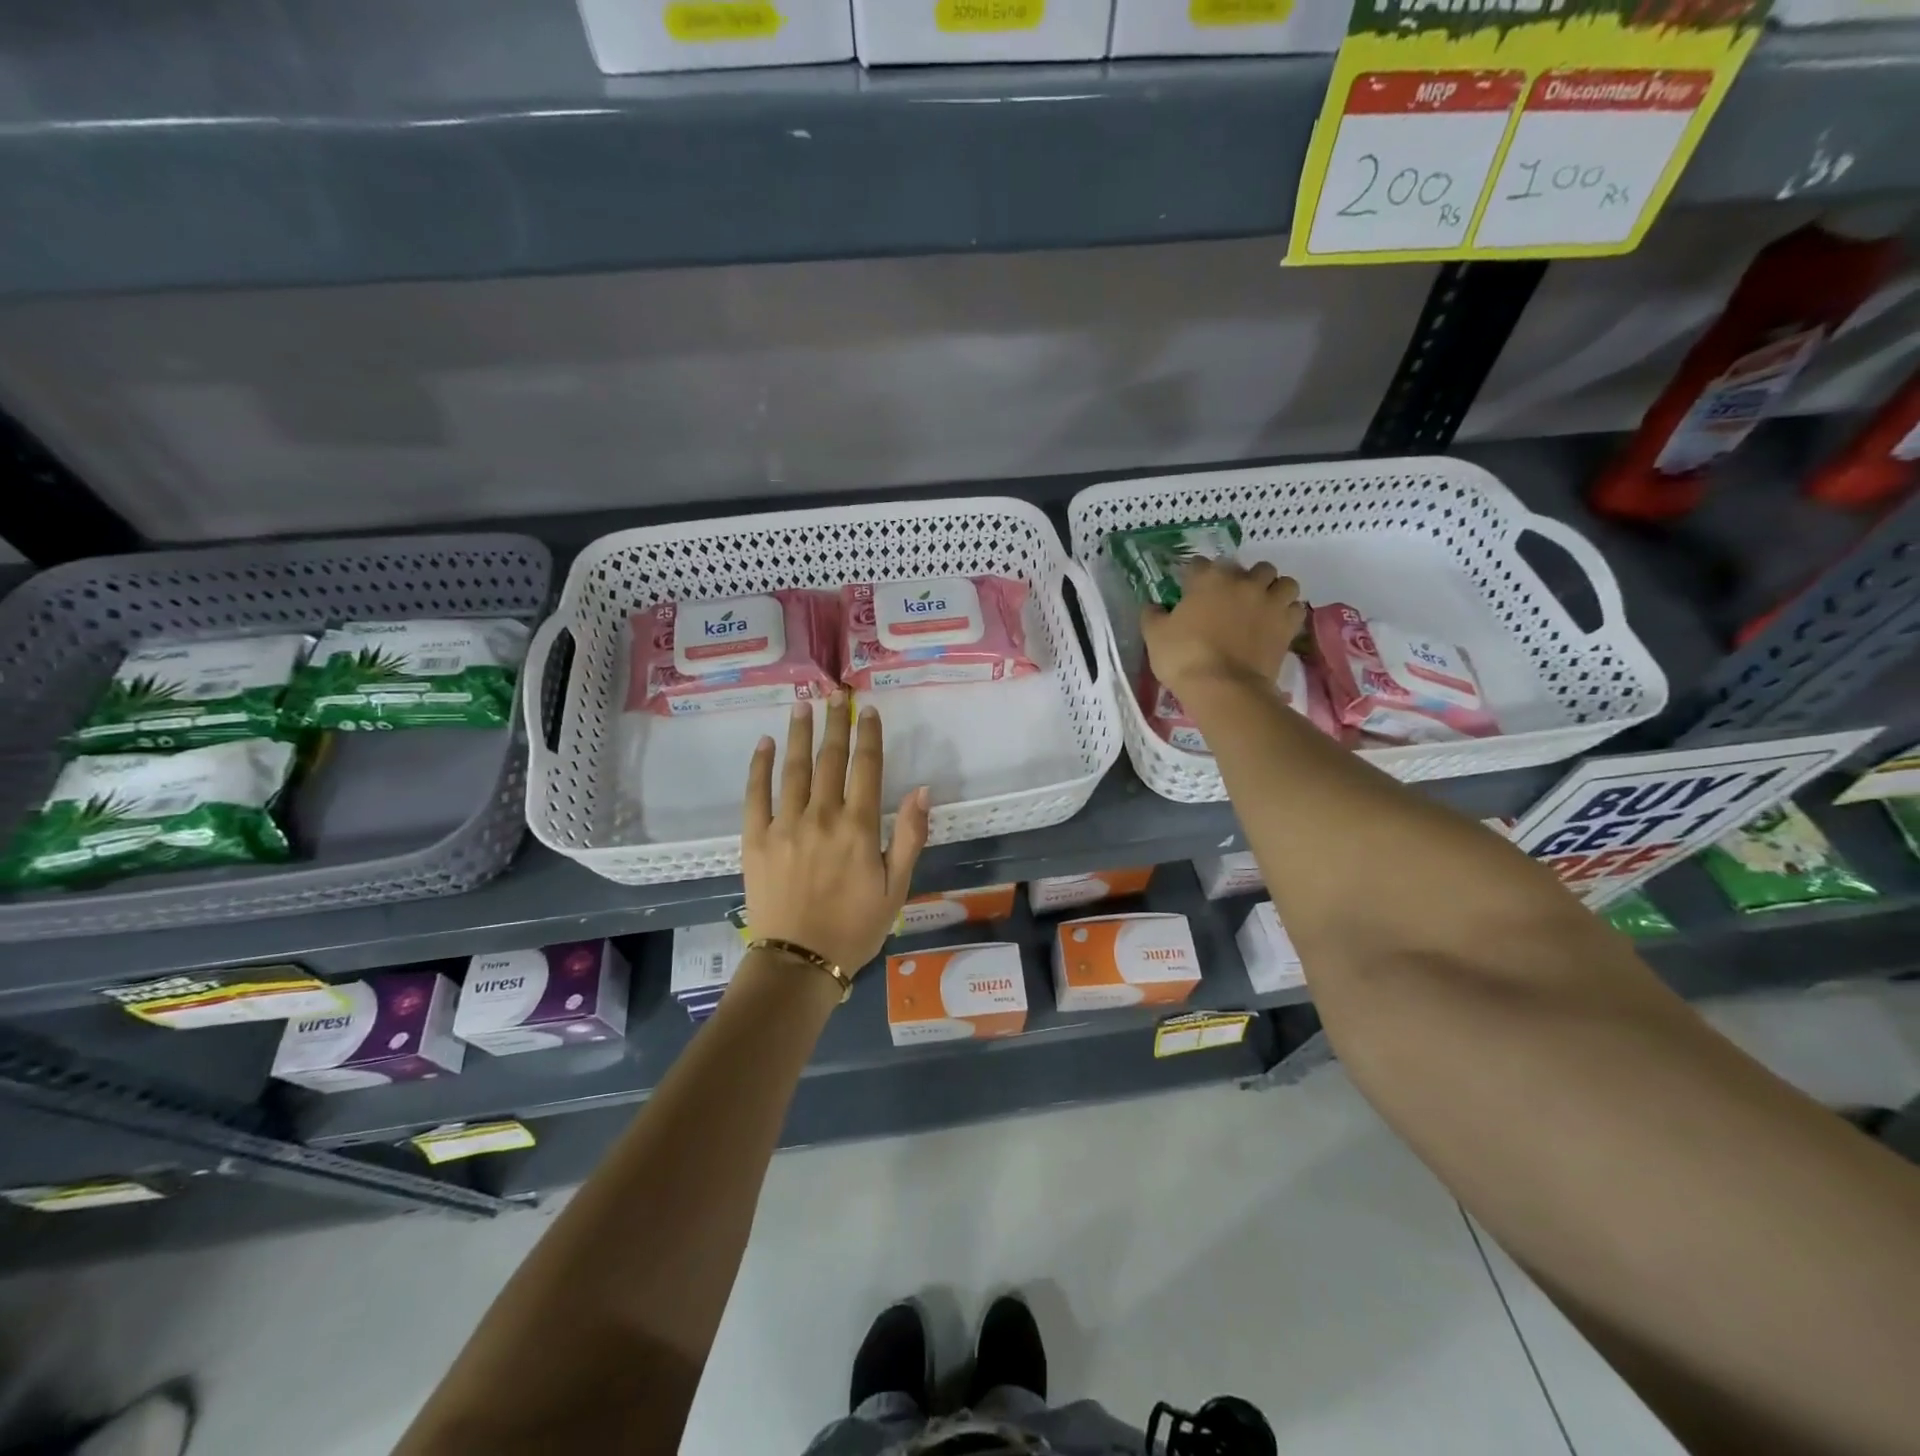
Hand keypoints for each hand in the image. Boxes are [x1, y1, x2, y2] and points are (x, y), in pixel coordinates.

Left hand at [743, 694, 930, 973]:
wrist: (799, 962)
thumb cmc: (855, 927)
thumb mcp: (897, 888)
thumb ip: (909, 835)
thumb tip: (922, 789)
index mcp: (858, 827)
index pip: (866, 767)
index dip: (867, 735)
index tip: (866, 710)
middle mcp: (821, 815)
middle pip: (829, 758)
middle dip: (834, 722)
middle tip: (834, 693)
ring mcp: (784, 824)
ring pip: (794, 768)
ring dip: (799, 733)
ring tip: (801, 704)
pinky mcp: (755, 838)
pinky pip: (756, 794)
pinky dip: (760, 766)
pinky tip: (765, 744)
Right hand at [1142, 559, 1304, 698]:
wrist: (1223, 688)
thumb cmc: (1184, 658)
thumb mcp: (1155, 636)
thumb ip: (1153, 615)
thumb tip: (1154, 606)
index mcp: (1208, 580)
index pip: (1200, 564)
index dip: (1193, 576)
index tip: (1188, 589)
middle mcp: (1244, 583)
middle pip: (1253, 568)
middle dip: (1245, 579)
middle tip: (1233, 598)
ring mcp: (1270, 602)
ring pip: (1283, 582)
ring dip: (1274, 590)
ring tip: (1263, 606)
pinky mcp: (1287, 625)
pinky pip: (1295, 608)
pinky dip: (1287, 612)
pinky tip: (1276, 623)